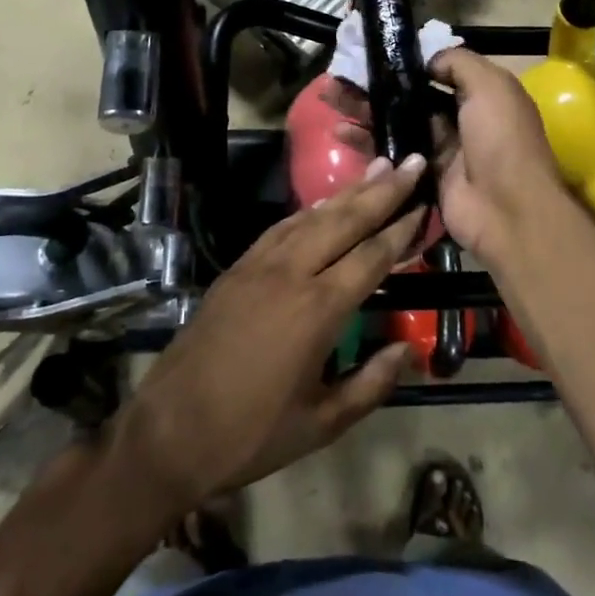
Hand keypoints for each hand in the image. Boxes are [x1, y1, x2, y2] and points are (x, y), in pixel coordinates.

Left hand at [109, 157, 428, 513]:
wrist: (169, 430)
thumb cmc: (251, 434)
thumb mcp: (322, 424)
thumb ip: (371, 384)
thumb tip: (408, 349)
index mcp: (318, 310)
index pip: (371, 257)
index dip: (401, 229)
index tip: (425, 203)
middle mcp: (290, 274)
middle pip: (344, 221)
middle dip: (381, 190)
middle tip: (411, 162)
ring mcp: (259, 265)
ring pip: (311, 216)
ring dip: (347, 191)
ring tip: (377, 168)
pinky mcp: (237, 268)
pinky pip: (281, 228)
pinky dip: (308, 211)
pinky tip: (323, 204)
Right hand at [328, 50, 578, 268]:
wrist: (507, 210)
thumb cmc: (501, 139)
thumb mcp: (490, 86)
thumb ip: (458, 63)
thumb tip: (426, 59)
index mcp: (479, 94)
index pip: (435, 70)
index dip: (404, 61)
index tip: (372, 51)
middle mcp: (458, 117)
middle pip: (407, 95)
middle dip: (374, 84)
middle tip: (338, 74)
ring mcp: (437, 148)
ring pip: (393, 121)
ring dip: (362, 108)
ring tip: (328, 95)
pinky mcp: (420, 175)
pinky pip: (389, 152)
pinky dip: (365, 140)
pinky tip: (339, 130)